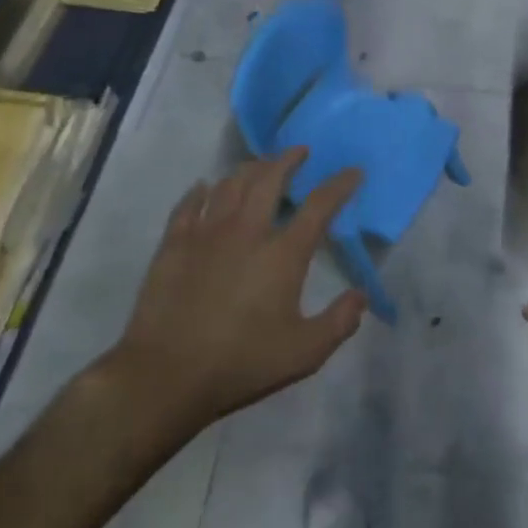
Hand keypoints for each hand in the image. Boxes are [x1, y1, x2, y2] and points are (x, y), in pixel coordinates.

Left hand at [106, 149, 364, 436]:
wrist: (166, 375)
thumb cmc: (242, 364)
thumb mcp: (305, 352)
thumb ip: (340, 322)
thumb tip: (361, 296)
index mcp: (283, 254)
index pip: (319, 206)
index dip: (340, 185)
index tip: (353, 172)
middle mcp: (246, 231)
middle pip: (269, 179)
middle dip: (288, 159)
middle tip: (299, 152)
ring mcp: (206, 234)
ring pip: (230, 184)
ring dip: (250, 168)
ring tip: (260, 165)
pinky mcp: (174, 244)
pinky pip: (189, 204)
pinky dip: (200, 190)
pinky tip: (204, 187)